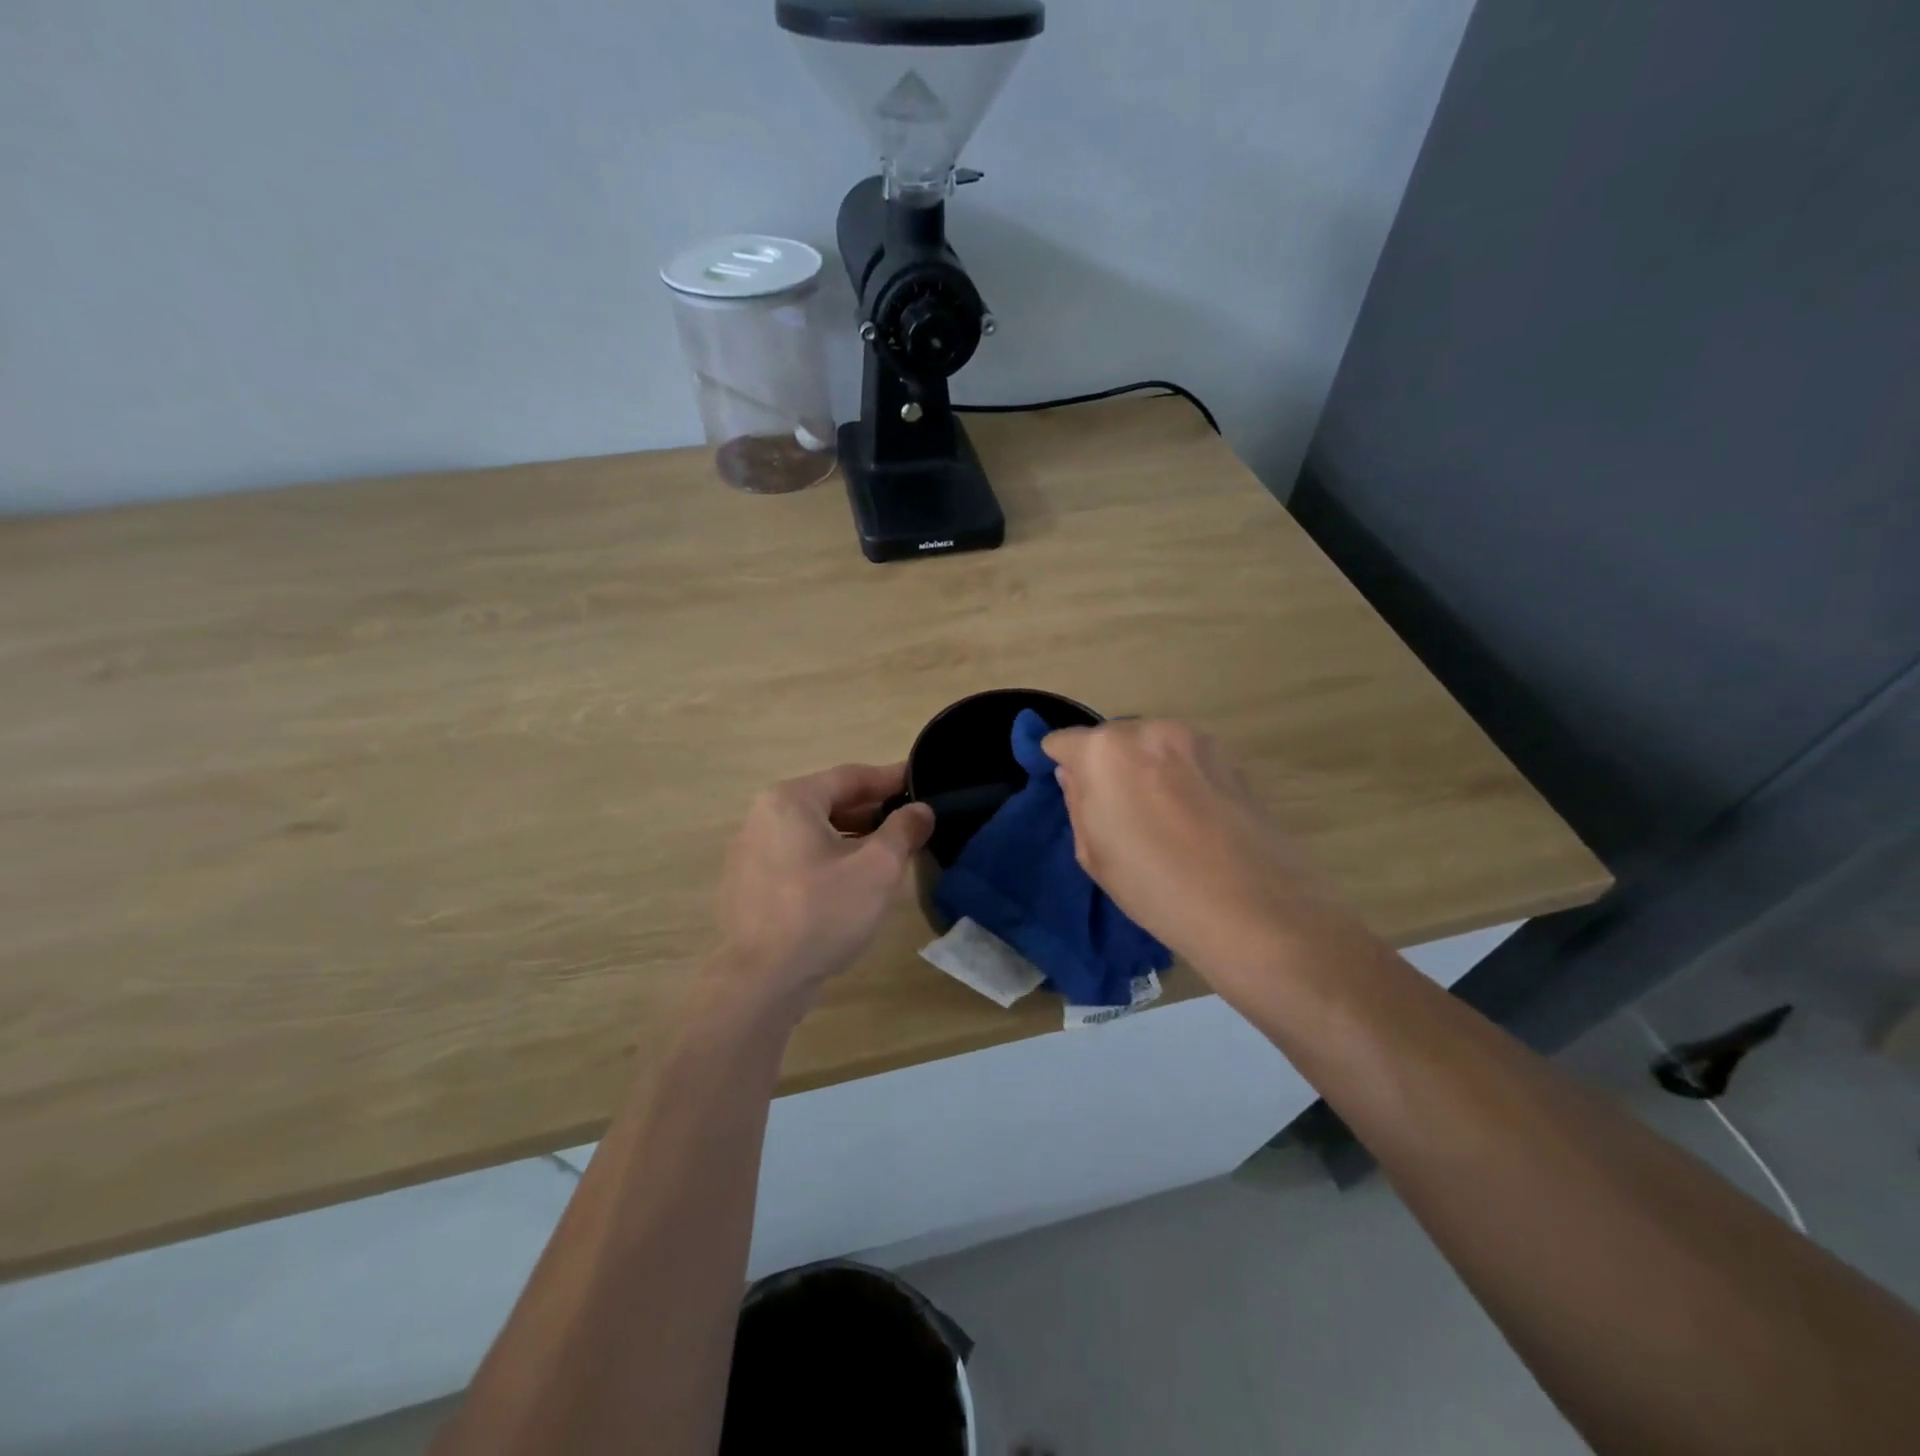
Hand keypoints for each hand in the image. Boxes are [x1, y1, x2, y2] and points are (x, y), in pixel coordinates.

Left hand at [711, 762, 933, 1007]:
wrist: (763, 979)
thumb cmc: (823, 911)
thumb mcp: (878, 867)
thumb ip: (904, 830)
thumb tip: (920, 810)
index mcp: (790, 800)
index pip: (850, 777)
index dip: (890, 778)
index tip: (920, 780)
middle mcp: (763, 816)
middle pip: (829, 802)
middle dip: (872, 811)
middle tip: (909, 820)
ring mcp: (749, 852)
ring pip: (813, 832)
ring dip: (851, 837)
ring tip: (887, 852)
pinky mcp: (748, 884)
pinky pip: (796, 857)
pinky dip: (827, 858)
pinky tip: (850, 881)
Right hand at [1042, 720, 1344, 987]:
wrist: (1253, 908)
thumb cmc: (1155, 886)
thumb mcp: (1093, 853)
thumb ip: (1077, 801)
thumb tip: (1075, 774)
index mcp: (1104, 751)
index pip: (1062, 742)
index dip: (1060, 765)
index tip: (1069, 791)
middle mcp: (1148, 730)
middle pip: (1110, 739)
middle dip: (1106, 765)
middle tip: (1116, 811)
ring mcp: (1195, 739)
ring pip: (1151, 746)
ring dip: (1144, 769)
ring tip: (1159, 818)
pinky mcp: (1230, 757)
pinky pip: (1185, 759)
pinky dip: (1178, 778)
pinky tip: (1192, 819)